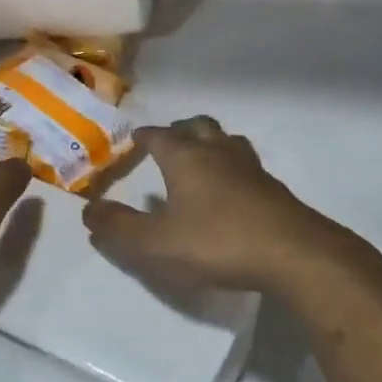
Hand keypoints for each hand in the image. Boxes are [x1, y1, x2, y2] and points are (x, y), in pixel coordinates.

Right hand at [82, 116, 357, 295]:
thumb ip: (119, 228)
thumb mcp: (155, 243)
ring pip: (228, 142)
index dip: (145, 135)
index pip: (160, 136)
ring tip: (202, 159)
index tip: (136, 137)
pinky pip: (248, 167)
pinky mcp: (275, 190)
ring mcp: (252, 169)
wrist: (293, 254)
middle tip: (170, 140)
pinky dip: (233, 170)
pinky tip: (232, 192)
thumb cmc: (216, 242)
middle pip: (200, 127)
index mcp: (187, 158)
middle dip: (182, 129)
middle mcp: (219, 153)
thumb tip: (88, 211)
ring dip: (212, 144)